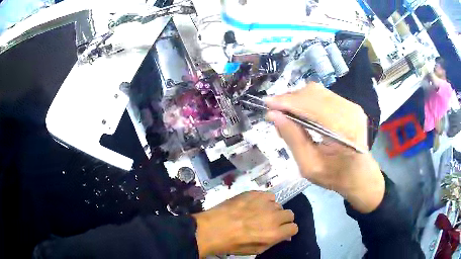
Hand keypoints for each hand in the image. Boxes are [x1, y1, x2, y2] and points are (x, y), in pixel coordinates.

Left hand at [192, 191, 297, 257]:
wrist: (212, 229)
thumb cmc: (233, 244)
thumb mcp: (256, 250)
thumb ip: (274, 241)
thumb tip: (285, 235)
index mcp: (274, 233)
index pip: (294, 227)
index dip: (288, 230)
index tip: (282, 231)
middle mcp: (273, 217)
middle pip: (290, 214)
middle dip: (283, 219)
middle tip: (270, 222)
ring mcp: (263, 203)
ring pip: (278, 204)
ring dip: (272, 210)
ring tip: (259, 214)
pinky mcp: (254, 193)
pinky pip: (268, 195)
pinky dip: (264, 200)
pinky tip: (254, 205)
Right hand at [265, 83, 384, 213]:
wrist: (360, 176)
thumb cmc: (335, 176)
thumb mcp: (309, 166)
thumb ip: (292, 139)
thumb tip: (273, 115)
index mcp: (342, 130)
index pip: (310, 106)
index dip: (287, 102)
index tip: (267, 104)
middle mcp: (350, 112)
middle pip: (313, 93)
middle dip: (290, 99)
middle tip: (275, 112)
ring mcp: (352, 106)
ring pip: (318, 91)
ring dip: (298, 99)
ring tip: (286, 112)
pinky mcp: (351, 105)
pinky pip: (325, 95)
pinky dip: (309, 100)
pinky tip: (301, 112)